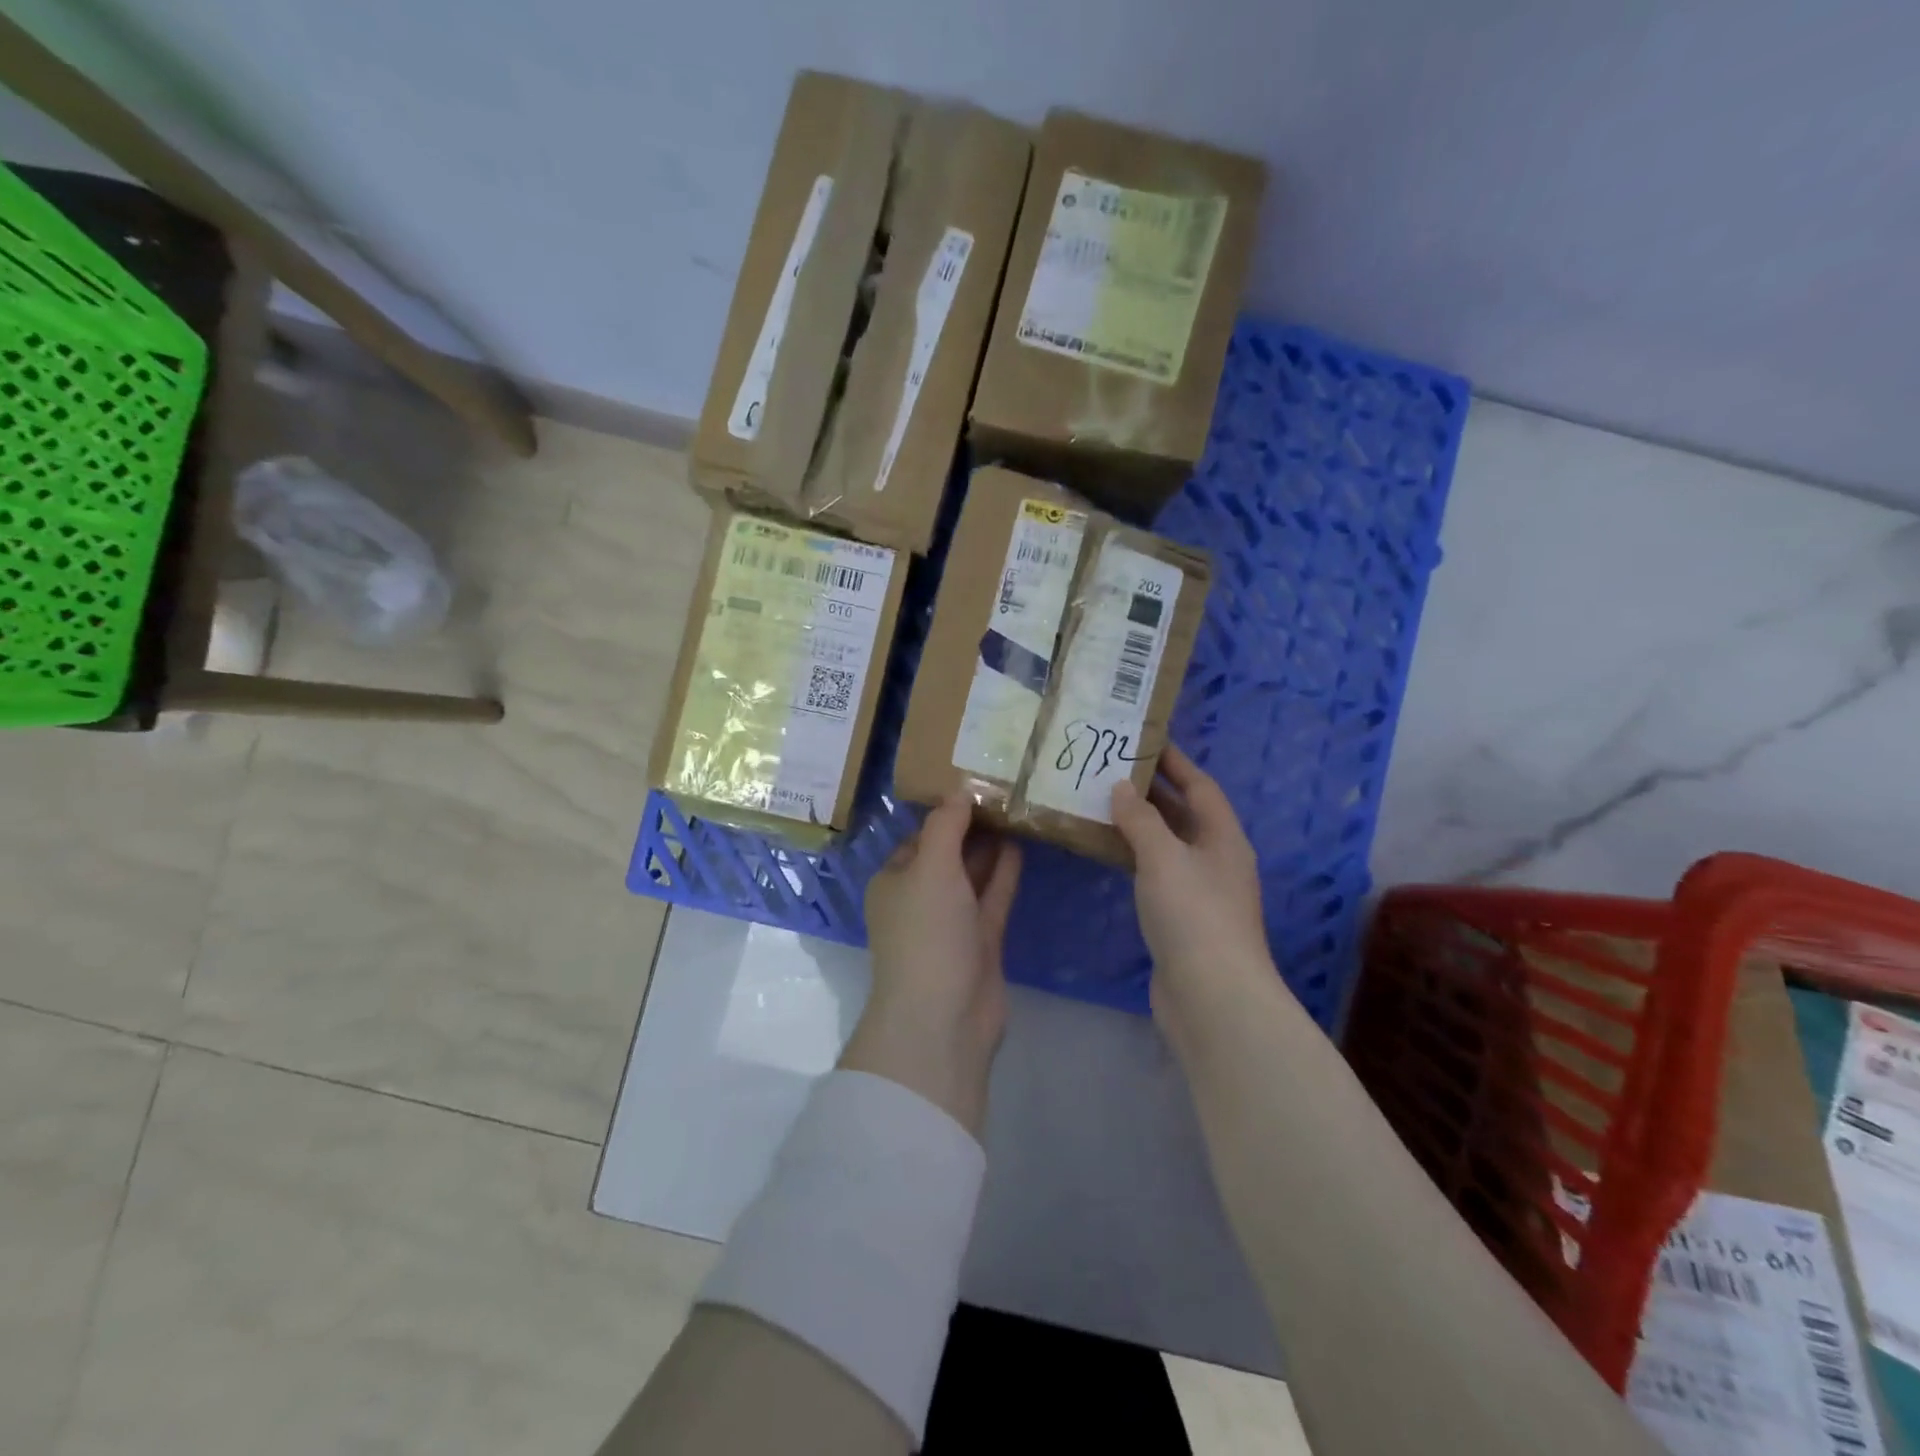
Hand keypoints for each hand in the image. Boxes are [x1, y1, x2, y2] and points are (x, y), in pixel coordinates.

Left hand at [843, 793, 1021, 1137]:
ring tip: (1017, 811)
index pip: (920, 836)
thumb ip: (946, 826)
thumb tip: (960, 792)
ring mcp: (950, 923)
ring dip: (990, 848)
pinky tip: (1021, 845)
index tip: (976, 784)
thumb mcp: (930, 867)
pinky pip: (992, 898)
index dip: (946, 812)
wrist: (944, 1017)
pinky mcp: (980, 942)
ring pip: (972, 876)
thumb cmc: (927, 932)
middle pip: (947, 854)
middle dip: (971, 827)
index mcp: (894, 880)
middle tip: (1005, 792)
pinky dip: (1004, 874)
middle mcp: (919, 899)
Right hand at [1111, 746, 1274, 1021]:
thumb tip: (1122, 787)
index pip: (1200, 786)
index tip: (1145, 740)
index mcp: (1223, 838)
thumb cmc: (1193, 914)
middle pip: (1185, 814)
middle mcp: (1217, 860)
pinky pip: (1156, 873)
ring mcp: (1200, 892)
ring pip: (1168, 845)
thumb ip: (1141, 819)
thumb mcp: (1163, 857)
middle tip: (1112, 768)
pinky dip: (1135, 857)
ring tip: (1102, 802)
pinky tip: (1109, 851)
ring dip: (1141, 824)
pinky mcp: (1182, 919)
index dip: (1175, 762)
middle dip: (1153, 791)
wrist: (1211, 996)